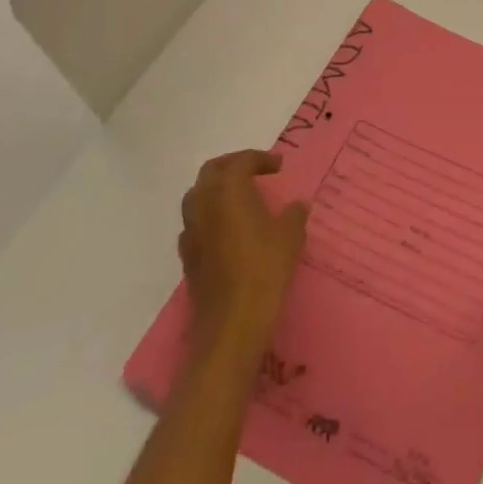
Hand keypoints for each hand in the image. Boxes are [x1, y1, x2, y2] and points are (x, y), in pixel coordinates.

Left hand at [180, 150, 308, 358]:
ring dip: (217, 190)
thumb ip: (294, 214)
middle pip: (211, 172)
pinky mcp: (187, 258)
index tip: (278, 166)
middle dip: (232, 165)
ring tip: (240, 198)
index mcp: (229, 191)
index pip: (240, 161)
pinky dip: (209, 216)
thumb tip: (296, 206)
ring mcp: (191, 232)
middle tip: (254, 171)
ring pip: (197, 196)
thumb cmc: (265, 269)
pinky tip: (227, 230)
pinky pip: (194, 224)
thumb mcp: (291, 235)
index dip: (261, 159)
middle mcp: (204, 205)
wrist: (232, 324)